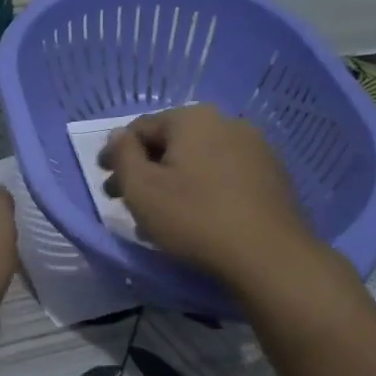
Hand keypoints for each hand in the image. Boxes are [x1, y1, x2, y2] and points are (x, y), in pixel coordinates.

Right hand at [100, 104, 317, 282]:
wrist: (270, 256)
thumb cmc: (195, 218)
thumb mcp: (142, 189)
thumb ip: (123, 156)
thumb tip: (119, 136)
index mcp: (193, 118)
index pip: (141, 128)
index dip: (116, 153)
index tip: (103, 178)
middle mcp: (227, 123)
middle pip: (172, 143)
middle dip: (144, 169)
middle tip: (124, 199)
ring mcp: (256, 149)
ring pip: (198, 161)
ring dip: (172, 183)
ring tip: (156, 216)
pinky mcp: (272, 177)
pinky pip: (223, 176)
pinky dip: (201, 190)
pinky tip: (193, 218)